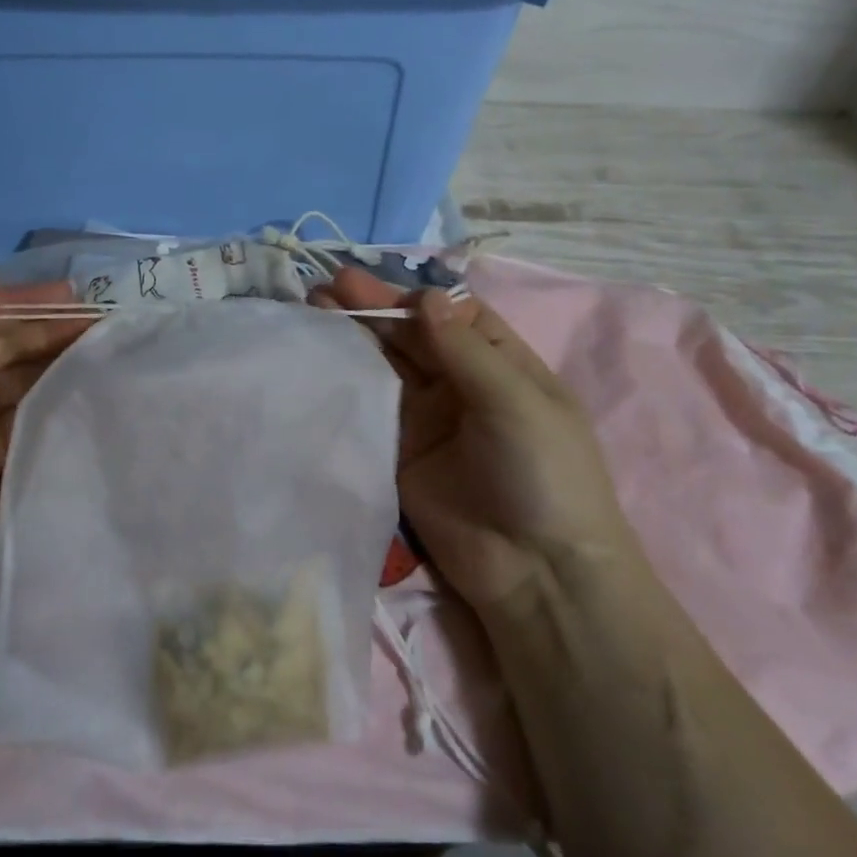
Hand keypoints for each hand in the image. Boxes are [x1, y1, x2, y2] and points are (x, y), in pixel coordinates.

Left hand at [0, 272, 89, 593]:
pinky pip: (27, 420)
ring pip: (21, 381)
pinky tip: (87, 389)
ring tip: (103, 348)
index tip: (68, 293)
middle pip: (4, 346)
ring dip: (56, 364)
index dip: (22, 302)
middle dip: (48, 331)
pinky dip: (54, 404)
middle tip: (100, 319)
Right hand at [312, 269, 638, 617]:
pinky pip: (369, 406)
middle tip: (329, 285)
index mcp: (500, 363)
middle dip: (374, 309)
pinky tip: (320, 357)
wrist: (534, 571)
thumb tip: (426, 296)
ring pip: (385, 365)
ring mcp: (425, 418)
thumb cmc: (543, 474)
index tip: (375, 285)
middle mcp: (459, 384)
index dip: (414, 297)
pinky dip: (345, 380)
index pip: (452, 315)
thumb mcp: (515, 401)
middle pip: (412, 335)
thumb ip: (464, 350)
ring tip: (313, 306)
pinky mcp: (396, 450)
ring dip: (354, 336)